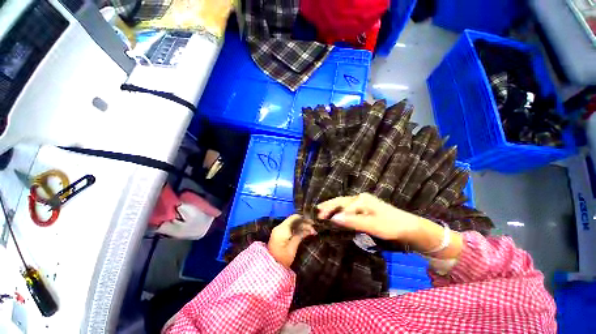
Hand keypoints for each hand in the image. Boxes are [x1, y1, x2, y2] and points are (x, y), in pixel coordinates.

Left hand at [268, 215, 315, 268]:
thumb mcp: (293, 247)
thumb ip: (300, 235)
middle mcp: (279, 227)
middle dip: (304, 223)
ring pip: (292, 224)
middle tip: (313, 229)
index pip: (294, 218)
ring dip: (301, 226)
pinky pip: (289, 228)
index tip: (312, 223)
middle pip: (294, 220)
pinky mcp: (279, 234)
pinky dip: (296, 229)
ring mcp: (278, 230)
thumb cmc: (282, 259)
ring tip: (311, 232)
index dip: (304, 219)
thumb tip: (309, 229)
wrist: (270, 268)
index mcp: (282, 229)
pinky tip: (303, 233)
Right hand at [316, 193, 421, 241]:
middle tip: (315, 212)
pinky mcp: (364, 208)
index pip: (341, 206)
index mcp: (361, 200)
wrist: (409, 228)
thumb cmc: (391, 226)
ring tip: (320, 211)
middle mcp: (359, 198)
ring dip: (332, 207)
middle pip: (339, 201)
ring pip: (342, 203)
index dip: (329, 212)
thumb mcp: (372, 225)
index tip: (318, 219)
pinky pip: (347, 208)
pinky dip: (338, 210)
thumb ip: (352, 221)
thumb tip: (334, 218)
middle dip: (327, 206)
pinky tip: (334, 214)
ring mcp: (362, 202)